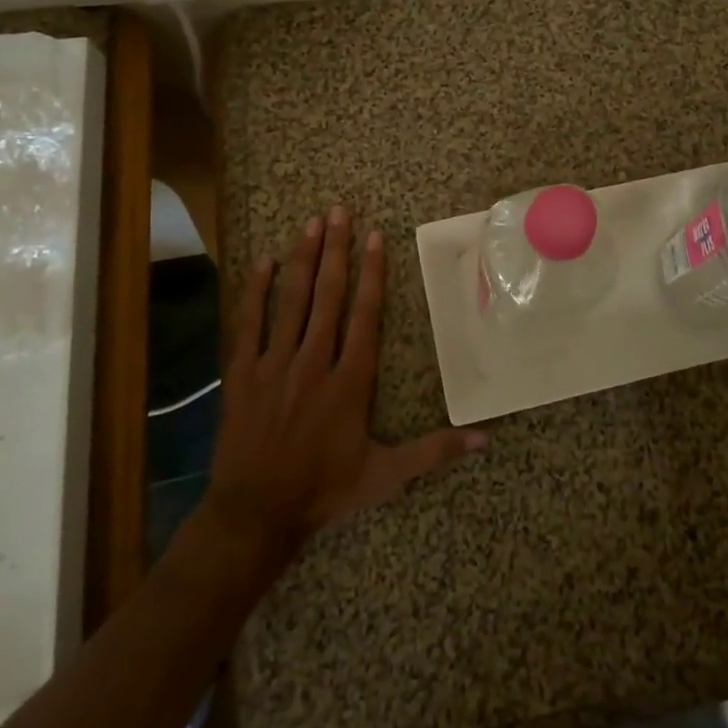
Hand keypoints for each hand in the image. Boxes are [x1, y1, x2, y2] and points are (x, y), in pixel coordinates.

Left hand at [196, 207, 484, 567]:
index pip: (365, 314)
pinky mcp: (242, 374)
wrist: (254, 515)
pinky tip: (263, 261)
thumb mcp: (385, 475)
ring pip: (292, 301)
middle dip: (335, 250)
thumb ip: (433, 451)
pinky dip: (256, 291)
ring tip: (311, 223)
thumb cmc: (323, 490)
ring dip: (302, 259)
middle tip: (338, 211)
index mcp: (350, 380)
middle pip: (327, 295)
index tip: (374, 236)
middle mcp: (314, 362)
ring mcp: (275, 365)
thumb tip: (485, 438)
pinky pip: (248, 324)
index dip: (372, 273)